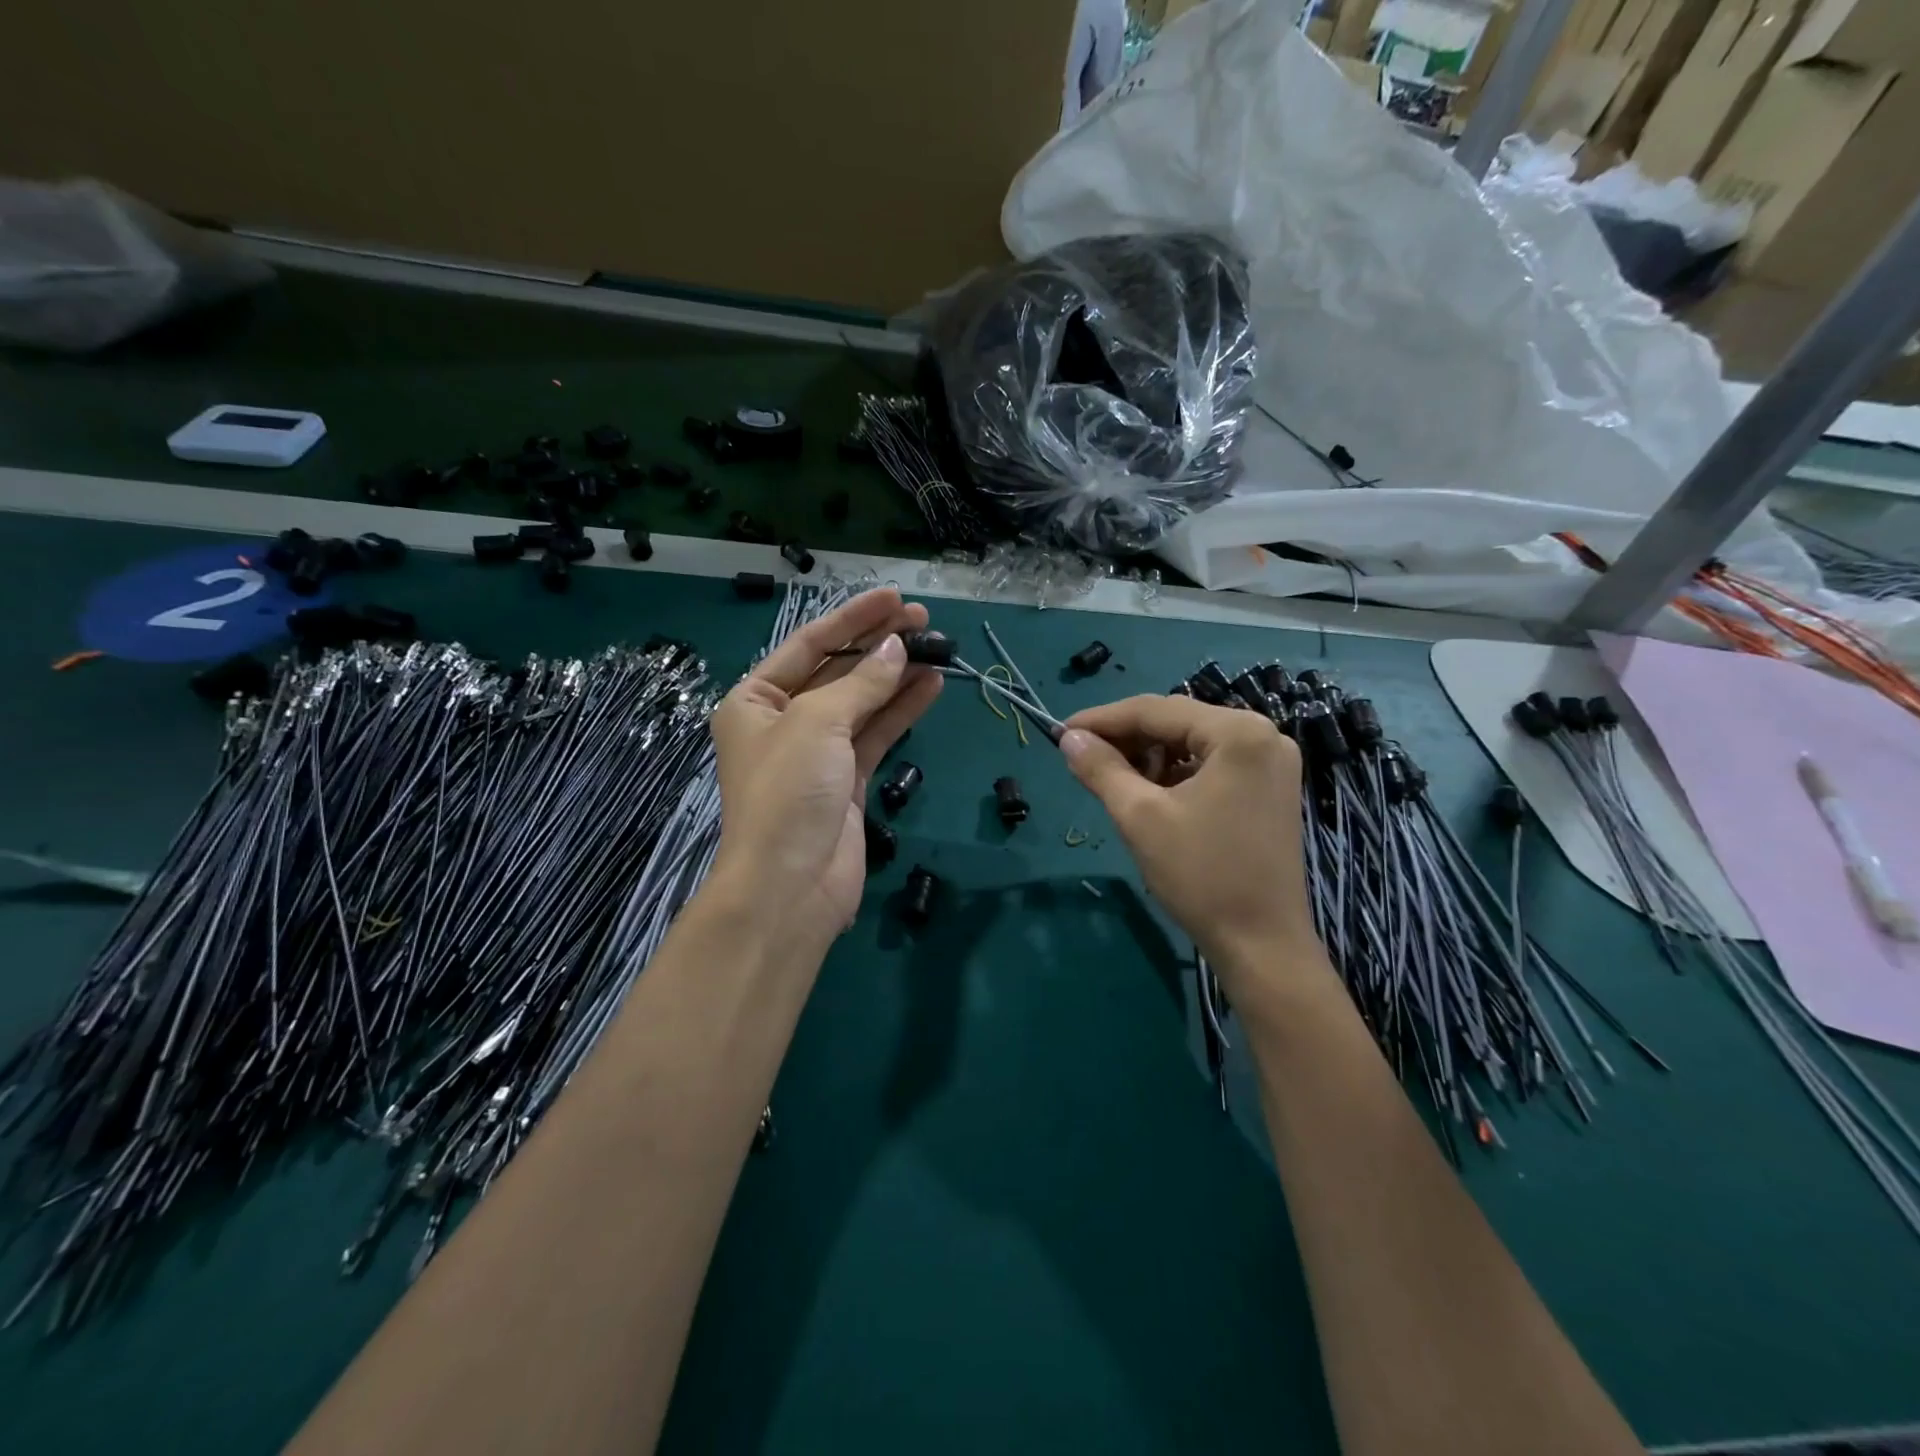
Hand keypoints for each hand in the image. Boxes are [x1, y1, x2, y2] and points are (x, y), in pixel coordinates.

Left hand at [708, 588, 941, 951]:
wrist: (791, 887)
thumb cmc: (788, 792)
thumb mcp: (819, 723)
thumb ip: (862, 683)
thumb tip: (897, 649)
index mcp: (755, 701)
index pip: (809, 645)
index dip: (852, 618)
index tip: (895, 596)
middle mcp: (783, 721)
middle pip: (837, 671)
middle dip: (878, 645)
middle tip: (924, 619)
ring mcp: (818, 753)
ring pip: (862, 702)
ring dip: (897, 676)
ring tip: (938, 647)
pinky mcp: (848, 780)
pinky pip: (877, 734)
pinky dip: (902, 710)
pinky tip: (932, 686)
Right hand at [1060, 695, 1326, 998]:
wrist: (1262, 944)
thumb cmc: (1201, 875)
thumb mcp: (1140, 817)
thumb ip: (1101, 768)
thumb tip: (1069, 738)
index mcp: (1239, 732)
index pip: (1156, 710)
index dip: (1102, 719)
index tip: (1060, 732)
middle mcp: (1263, 734)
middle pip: (1177, 722)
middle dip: (1126, 738)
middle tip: (1081, 756)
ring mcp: (1271, 762)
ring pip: (1192, 743)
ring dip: (1150, 756)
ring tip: (1111, 778)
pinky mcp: (1269, 787)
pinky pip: (1211, 764)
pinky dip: (1176, 773)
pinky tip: (1148, 792)